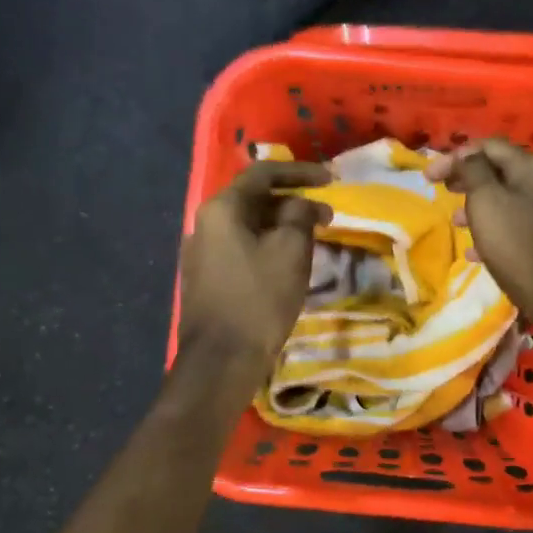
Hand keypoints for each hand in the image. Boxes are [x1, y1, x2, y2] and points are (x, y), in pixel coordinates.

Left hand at [178, 160, 331, 380]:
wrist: (221, 360)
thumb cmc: (259, 298)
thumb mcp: (291, 251)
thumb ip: (300, 215)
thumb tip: (303, 204)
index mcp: (222, 209)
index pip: (264, 173)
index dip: (300, 172)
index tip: (331, 179)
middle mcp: (205, 223)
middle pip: (254, 199)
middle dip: (293, 202)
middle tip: (327, 215)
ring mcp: (202, 252)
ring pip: (249, 225)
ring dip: (282, 225)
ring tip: (313, 238)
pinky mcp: (206, 278)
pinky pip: (241, 248)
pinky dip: (268, 245)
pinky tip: (288, 262)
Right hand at [426, 140, 532, 341]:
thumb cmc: (516, 243)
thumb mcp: (486, 201)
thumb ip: (474, 171)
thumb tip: (468, 155)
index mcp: (530, 167)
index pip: (488, 146)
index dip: (455, 156)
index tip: (429, 176)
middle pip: (499, 171)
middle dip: (467, 178)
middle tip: (441, 190)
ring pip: (506, 199)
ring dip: (477, 205)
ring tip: (455, 221)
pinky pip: (515, 226)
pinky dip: (493, 230)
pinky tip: (475, 251)